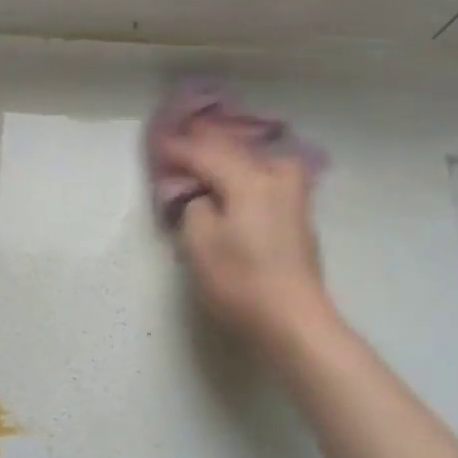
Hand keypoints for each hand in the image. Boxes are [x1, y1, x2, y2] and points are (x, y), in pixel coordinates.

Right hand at [161, 124, 328, 347]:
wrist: (293, 321)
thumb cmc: (240, 281)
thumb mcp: (199, 242)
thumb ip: (194, 208)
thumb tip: (204, 198)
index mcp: (248, 180)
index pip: (206, 154)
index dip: (179, 149)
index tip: (158, 144)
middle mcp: (274, 179)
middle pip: (235, 151)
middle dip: (208, 144)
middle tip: (184, 137)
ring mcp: (292, 197)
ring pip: (258, 161)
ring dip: (234, 155)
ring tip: (214, 154)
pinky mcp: (298, 218)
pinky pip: (268, 178)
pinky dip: (248, 171)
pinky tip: (239, 176)